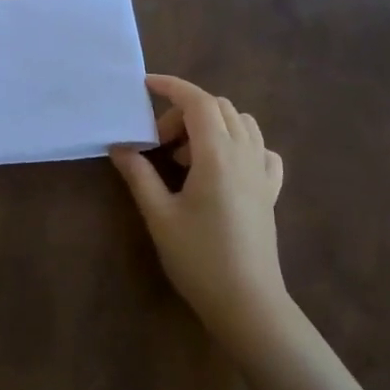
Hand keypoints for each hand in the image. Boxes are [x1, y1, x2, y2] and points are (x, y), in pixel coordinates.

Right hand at [111, 75, 289, 357]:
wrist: (248, 304)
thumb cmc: (199, 258)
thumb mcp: (159, 215)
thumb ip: (138, 174)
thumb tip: (119, 145)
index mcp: (217, 155)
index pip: (197, 102)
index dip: (171, 86)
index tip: (145, 85)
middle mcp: (245, 154)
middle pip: (218, 108)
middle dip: (184, 112)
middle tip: (156, 143)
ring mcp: (263, 172)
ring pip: (242, 122)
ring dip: (211, 124)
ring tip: (186, 156)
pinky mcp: (270, 191)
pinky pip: (261, 149)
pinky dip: (239, 143)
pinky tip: (222, 167)